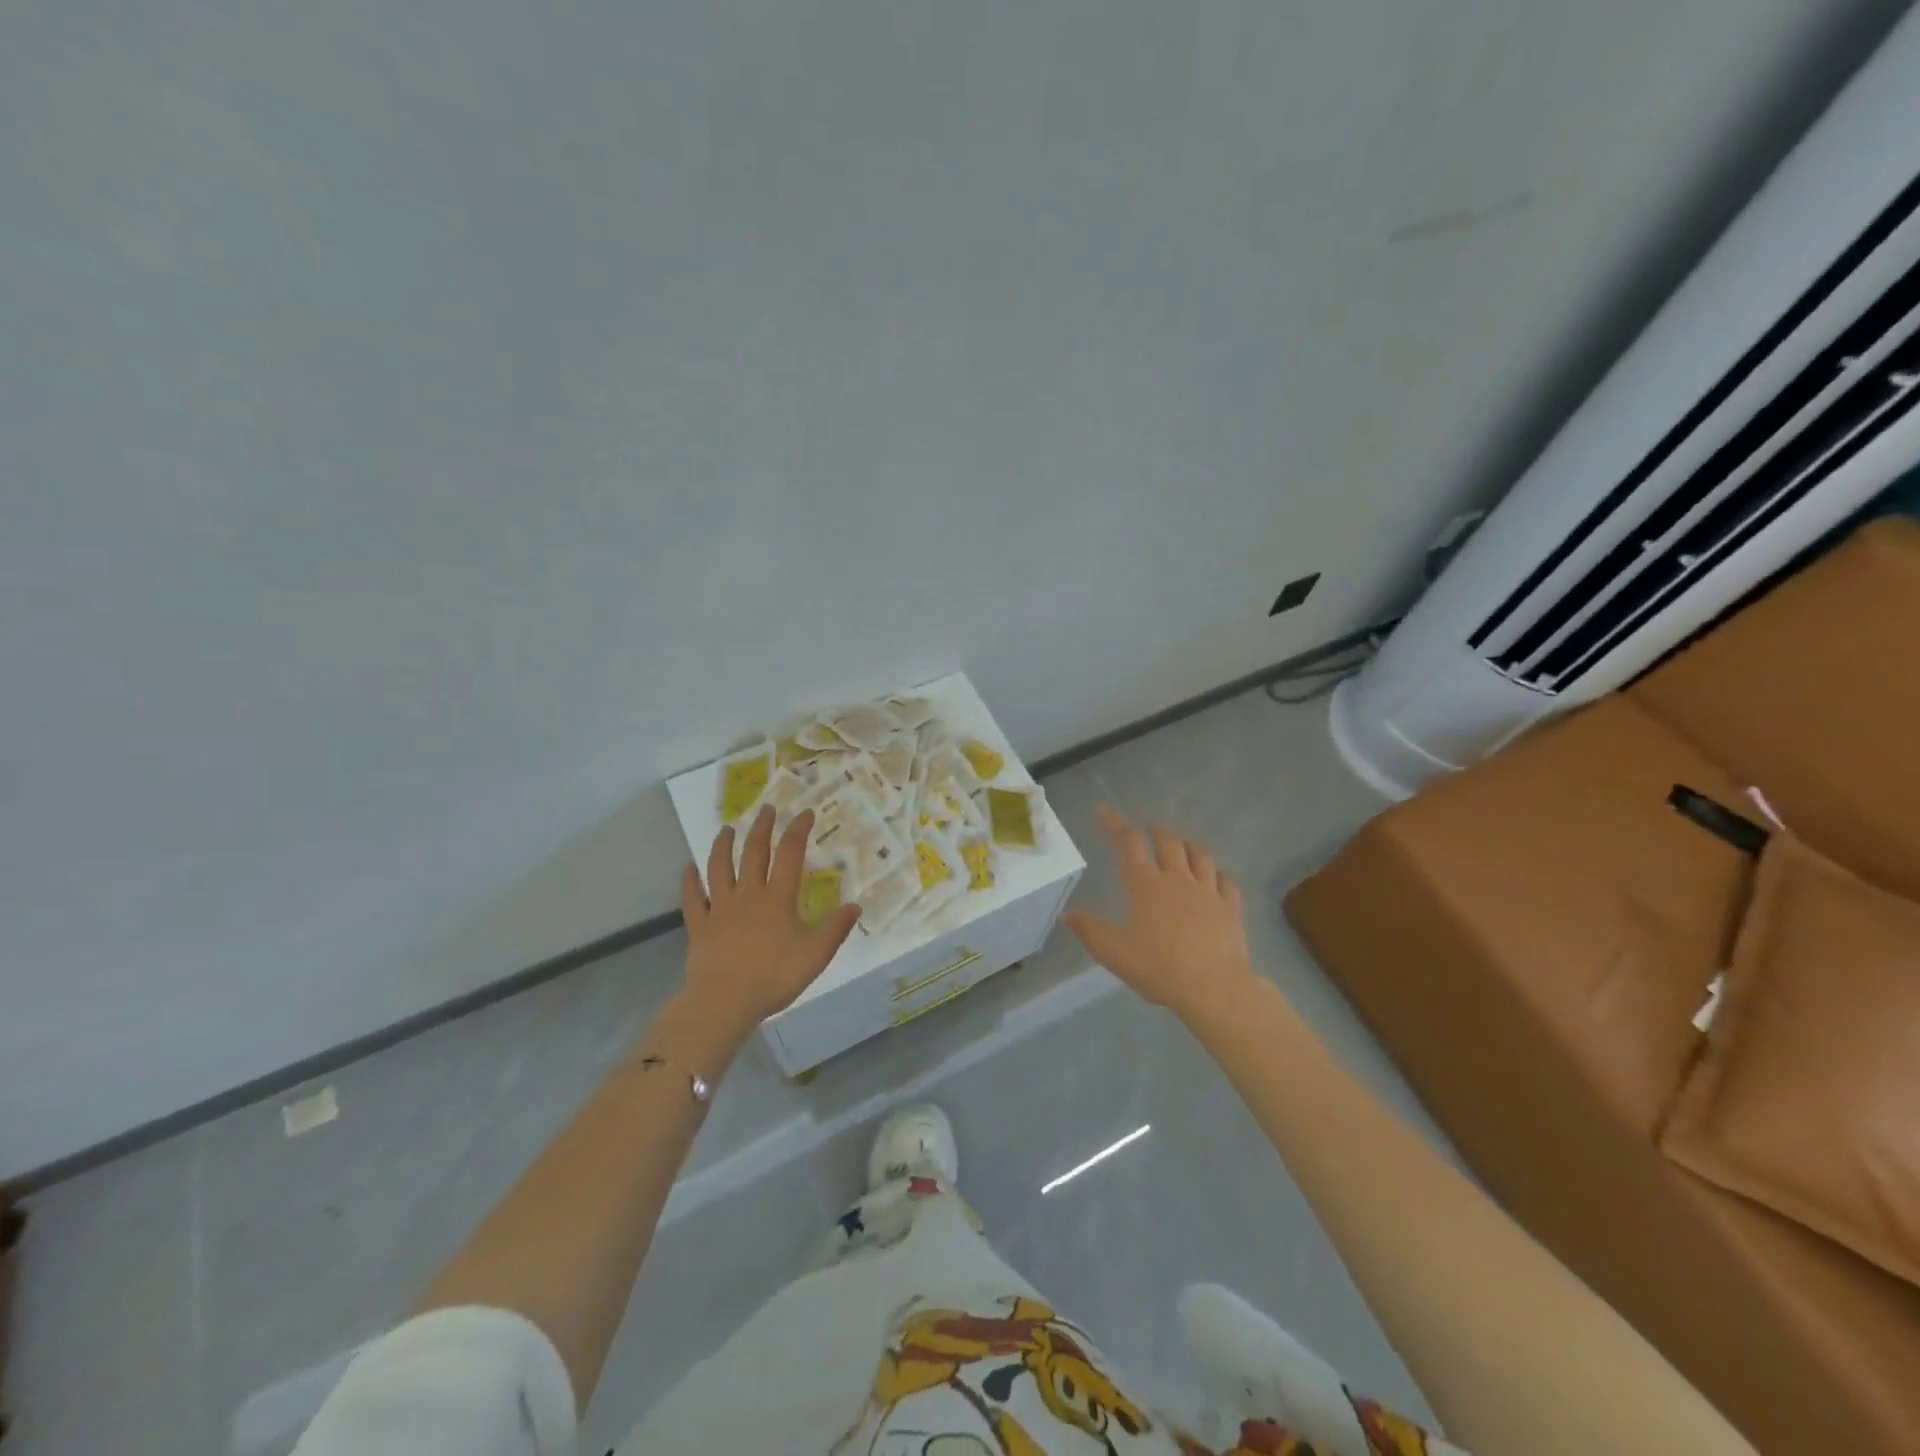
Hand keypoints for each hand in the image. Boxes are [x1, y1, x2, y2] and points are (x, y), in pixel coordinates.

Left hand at [678, 806, 861, 1039]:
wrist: (725, 1001)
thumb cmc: (775, 977)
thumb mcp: (816, 954)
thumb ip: (836, 928)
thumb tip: (855, 905)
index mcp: (778, 898)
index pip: (790, 853)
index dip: (798, 830)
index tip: (805, 814)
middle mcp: (748, 894)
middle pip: (754, 852)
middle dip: (762, 827)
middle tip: (767, 809)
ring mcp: (720, 908)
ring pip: (720, 867)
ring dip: (723, 845)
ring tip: (727, 829)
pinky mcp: (699, 925)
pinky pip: (692, 898)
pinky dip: (690, 880)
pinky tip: (688, 868)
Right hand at [1063, 806, 1257, 1022]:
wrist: (1214, 988)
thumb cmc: (1159, 968)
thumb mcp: (1114, 953)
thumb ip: (1090, 931)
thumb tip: (1067, 915)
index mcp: (1146, 885)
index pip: (1128, 843)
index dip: (1114, 824)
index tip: (1102, 811)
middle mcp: (1177, 879)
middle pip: (1168, 841)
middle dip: (1155, 830)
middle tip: (1148, 829)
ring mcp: (1208, 891)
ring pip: (1200, 855)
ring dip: (1187, 844)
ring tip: (1181, 845)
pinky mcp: (1231, 907)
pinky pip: (1226, 880)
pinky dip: (1218, 873)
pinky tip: (1216, 876)